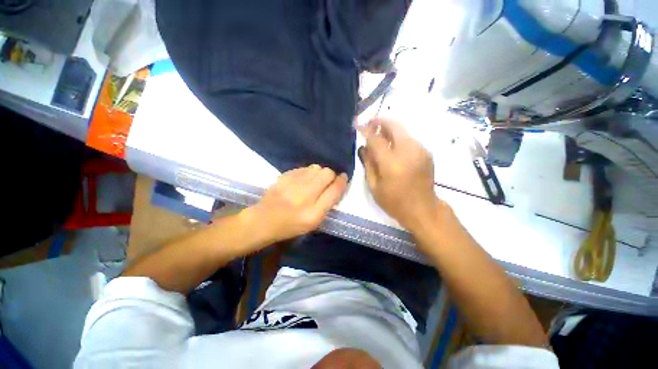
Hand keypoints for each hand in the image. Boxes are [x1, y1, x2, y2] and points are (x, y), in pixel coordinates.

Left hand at [245, 165, 347, 244]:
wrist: (264, 220)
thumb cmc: (291, 225)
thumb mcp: (314, 222)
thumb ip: (328, 204)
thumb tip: (337, 184)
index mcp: (314, 213)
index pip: (335, 190)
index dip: (342, 182)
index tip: (344, 178)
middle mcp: (305, 196)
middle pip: (327, 174)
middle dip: (331, 175)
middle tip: (328, 181)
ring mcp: (293, 184)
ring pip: (316, 168)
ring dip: (320, 173)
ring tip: (315, 180)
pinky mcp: (284, 176)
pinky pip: (304, 168)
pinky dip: (308, 172)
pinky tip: (304, 180)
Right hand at [358, 118, 444, 232]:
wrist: (423, 209)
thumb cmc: (394, 202)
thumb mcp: (374, 186)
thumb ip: (369, 164)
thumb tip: (364, 147)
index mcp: (391, 163)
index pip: (376, 139)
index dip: (365, 130)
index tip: (358, 125)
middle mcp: (408, 152)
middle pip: (394, 126)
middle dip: (380, 121)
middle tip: (370, 123)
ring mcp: (420, 150)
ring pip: (403, 130)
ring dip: (389, 128)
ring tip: (379, 133)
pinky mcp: (426, 152)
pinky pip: (409, 138)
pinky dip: (398, 137)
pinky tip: (392, 144)